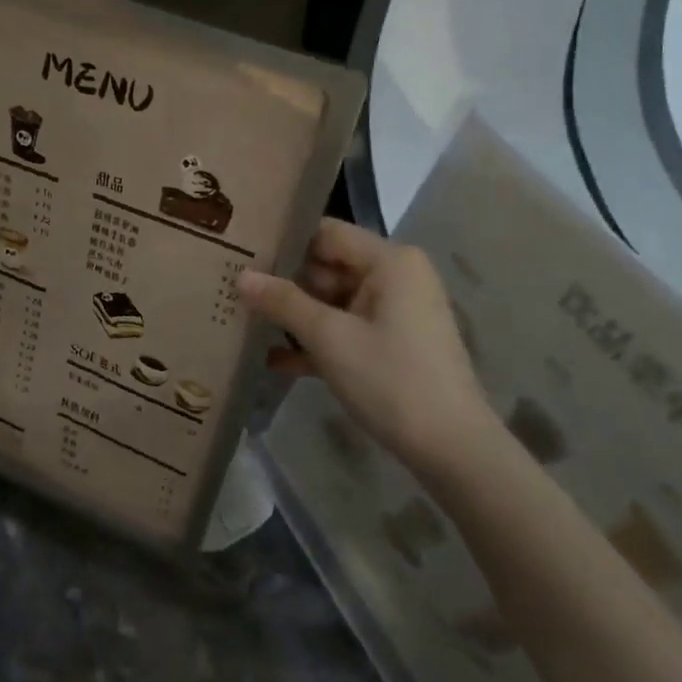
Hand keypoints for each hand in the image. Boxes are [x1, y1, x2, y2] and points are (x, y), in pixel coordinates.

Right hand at [236, 218, 495, 472]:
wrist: (450, 448)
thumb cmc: (391, 379)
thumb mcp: (329, 338)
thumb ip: (283, 302)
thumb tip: (241, 276)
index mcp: (389, 261)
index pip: (326, 233)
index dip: (284, 240)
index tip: (241, 250)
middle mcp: (395, 278)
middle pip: (327, 267)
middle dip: (283, 283)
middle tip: (231, 287)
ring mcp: (394, 313)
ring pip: (332, 302)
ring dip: (294, 317)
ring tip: (241, 319)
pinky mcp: (391, 344)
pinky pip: (345, 330)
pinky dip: (315, 342)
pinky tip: (271, 360)